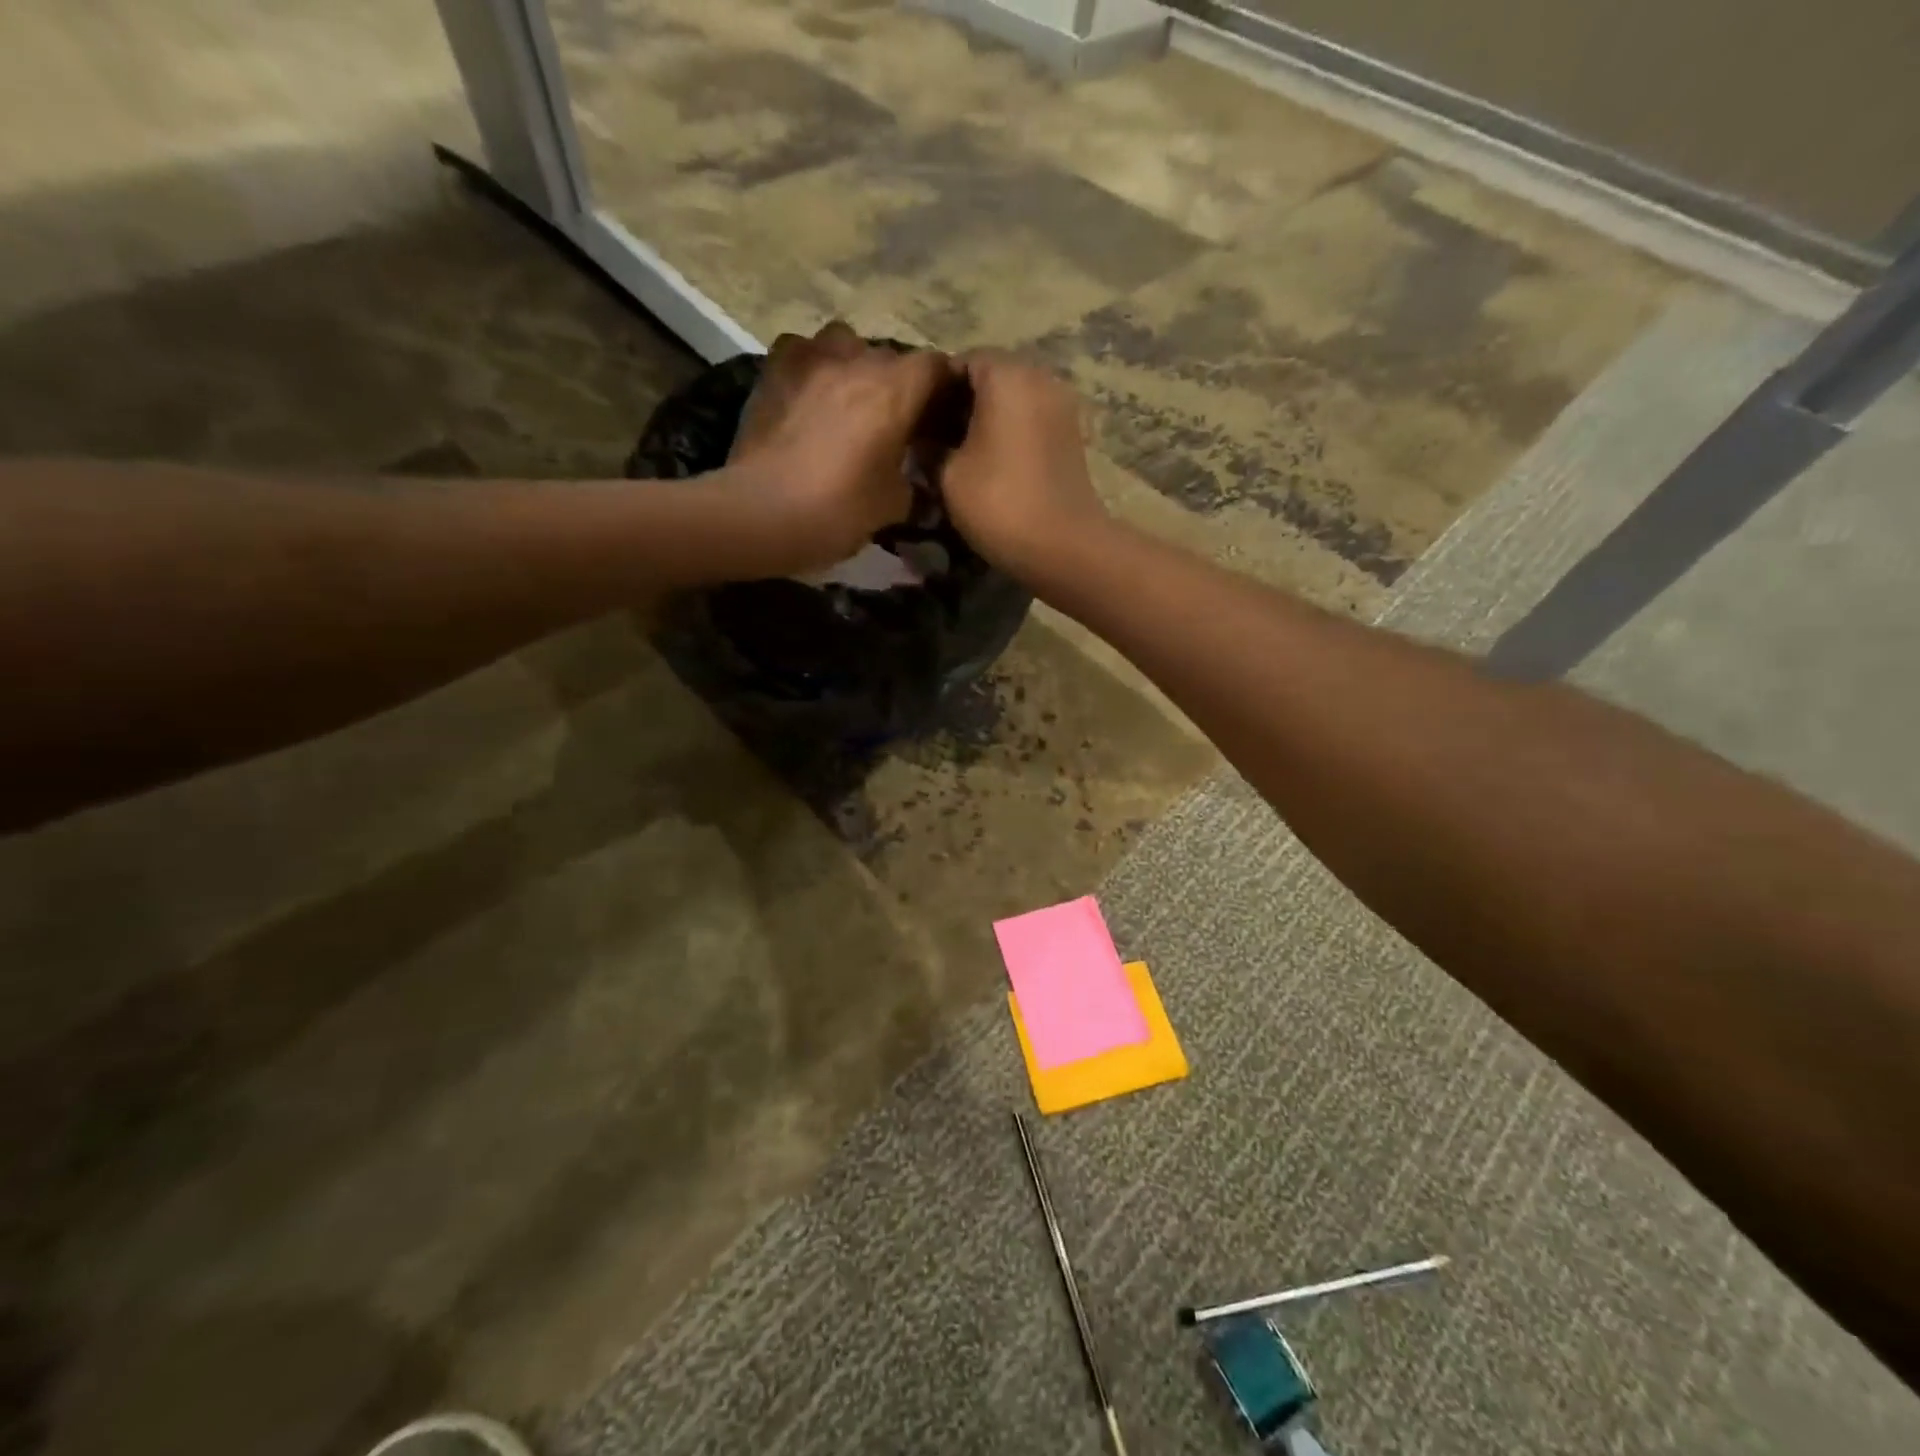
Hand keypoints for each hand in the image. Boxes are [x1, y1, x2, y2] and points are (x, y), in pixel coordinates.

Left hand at [724, 321, 950, 571]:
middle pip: (891, 357)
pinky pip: (803, 352)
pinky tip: (810, 395)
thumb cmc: (839, 511)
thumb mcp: (894, 505)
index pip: (937, 367)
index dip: (944, 389)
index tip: (941, 416)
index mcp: (896, 389)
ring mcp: (810, 358)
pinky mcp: (774, 368)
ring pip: (846, 344)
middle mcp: (857, 359)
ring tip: (851, 401)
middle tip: (896, 422)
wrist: (762, 514)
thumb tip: (918, 480)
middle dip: (899, 385)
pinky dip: (813, 367)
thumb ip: (914, 482)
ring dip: (855, 366)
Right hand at [942, 350, 1112, 582]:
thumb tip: (922, 439)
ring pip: (1012, 401)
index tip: (915, 421)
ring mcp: (1061, 406)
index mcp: (1006, 374)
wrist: (1064, 547)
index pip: (960, 361)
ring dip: (985, 422)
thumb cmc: (999, 503)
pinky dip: (1009, 435)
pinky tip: (991, 465)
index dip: (933, 389)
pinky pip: (1030, 422)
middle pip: (989, 378)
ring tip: (959, 455)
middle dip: (960, 404)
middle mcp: (1039, 378)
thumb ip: (930, 447)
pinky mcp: (1071, 436)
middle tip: (933, 440)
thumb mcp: (948, 475)